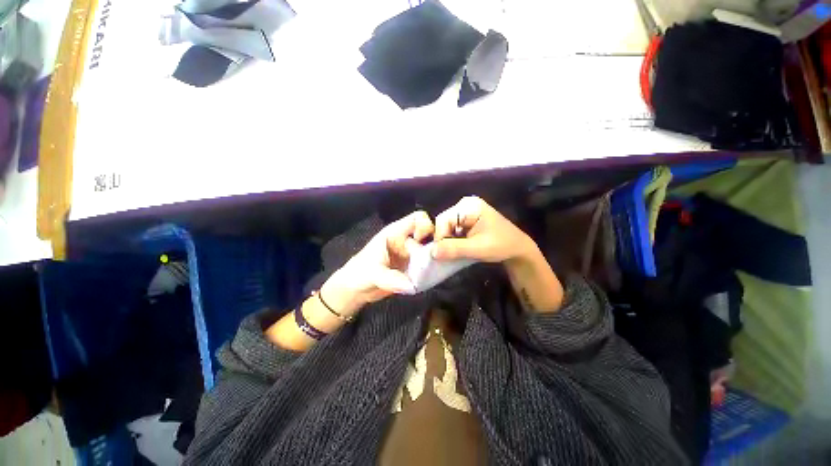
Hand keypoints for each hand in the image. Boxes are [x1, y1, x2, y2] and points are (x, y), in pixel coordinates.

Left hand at [321, 211, 433, 316]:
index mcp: (396, 233)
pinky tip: (431, 278)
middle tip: (437, 259)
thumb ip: (391, 279)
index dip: (426, 226)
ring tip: (436, 270)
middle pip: (429, 235)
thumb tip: (412, 285)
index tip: (427, 241)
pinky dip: (432, 270)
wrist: (355, 290)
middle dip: (435, 245)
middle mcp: (406, 241)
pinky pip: (428, 265)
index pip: (418, 219)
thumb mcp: (373, 273)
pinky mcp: (413, 268)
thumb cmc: (359, 273)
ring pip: (431, 251)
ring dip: (435, 259)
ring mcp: (411, 255)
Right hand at [432, 196, 534, 263]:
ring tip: (455, 252)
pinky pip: (452, 229)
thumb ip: (454, 249)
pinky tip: (459, 248)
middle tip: (450, 254)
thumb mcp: (477, 248)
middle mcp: (464, 205)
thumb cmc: (501, 246)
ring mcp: (465, 212)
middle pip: (443, 222)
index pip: (443, 220)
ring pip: (446, 227)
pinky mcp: (466, 220)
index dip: (440, 237)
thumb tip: (432, 252)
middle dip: (445, 239)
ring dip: (448, 241)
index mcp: (468, 206)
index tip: (443, 254)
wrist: (517, 249)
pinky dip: (453, 240)